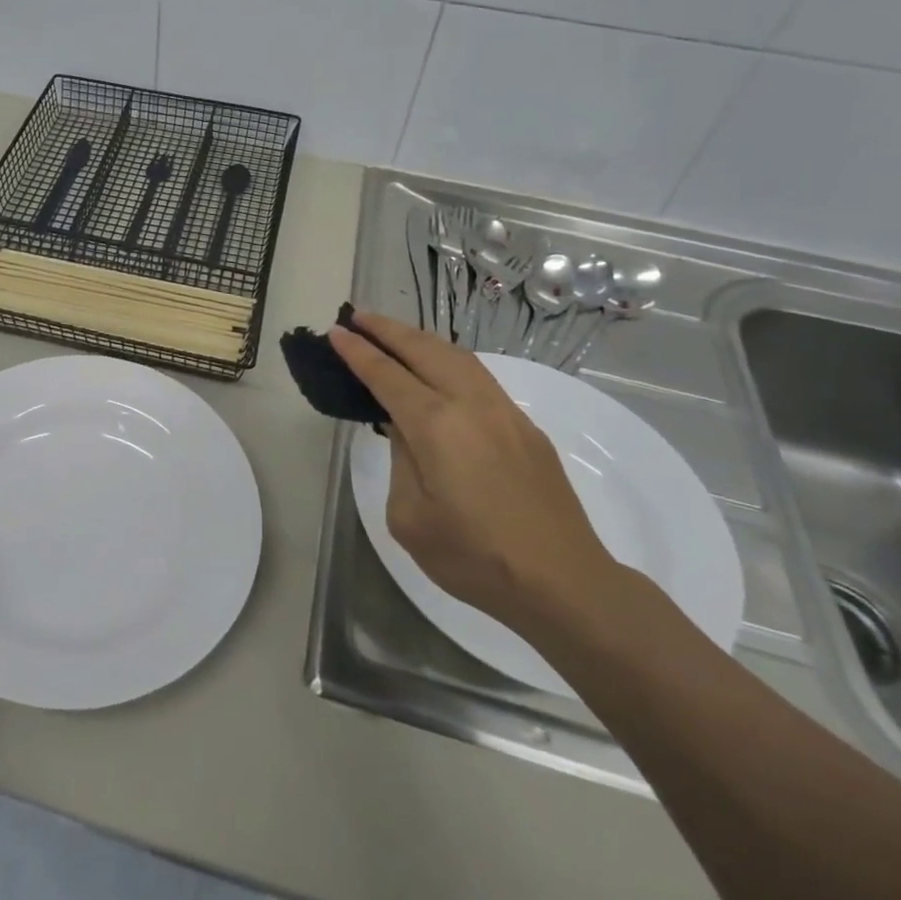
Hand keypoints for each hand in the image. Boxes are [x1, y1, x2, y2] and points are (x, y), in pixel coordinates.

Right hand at [328, 310, 622, 633]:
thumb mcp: (410, 518)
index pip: (387, 376)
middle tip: (359, 317)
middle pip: (424, 350)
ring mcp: (505, 412)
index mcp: (437, 426)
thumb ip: (401, 462)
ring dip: (421, 339)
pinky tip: (438, 369)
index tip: (336, 332)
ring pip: (457, 356)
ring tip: (394, 333)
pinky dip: (448, 359)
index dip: (358, 352)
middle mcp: (472, 405)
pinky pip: (479, 376)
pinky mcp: (526, 428)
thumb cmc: (476, 558)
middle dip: (388, 330)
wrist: (564, 583)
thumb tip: (407, 430)